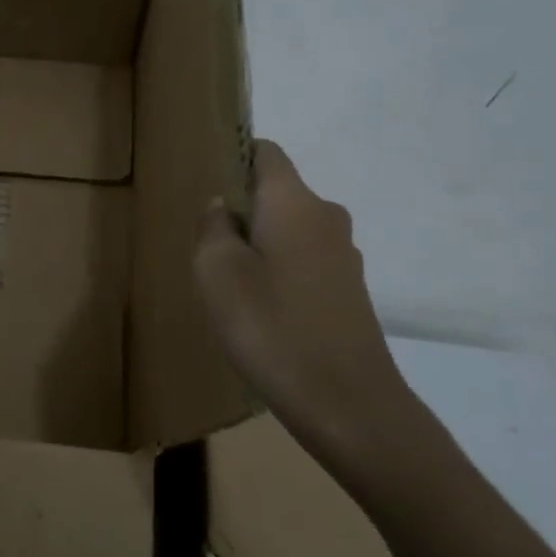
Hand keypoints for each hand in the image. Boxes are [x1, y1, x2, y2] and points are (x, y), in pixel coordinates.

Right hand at [194, 139, 429, 478]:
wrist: (346, 403)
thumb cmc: (271, 326)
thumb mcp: (216, 272)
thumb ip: (213, 228)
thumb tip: (224, 207)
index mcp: (294, 202)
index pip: (266, 152)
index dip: (235, 155)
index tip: (206, 180)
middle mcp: (326, 217)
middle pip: (276, 194)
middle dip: (241, 210)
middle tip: (205, 246)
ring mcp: (343, 256)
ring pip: (289, 231)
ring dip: (259, 245)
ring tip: (228, 283)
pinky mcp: (349, 292)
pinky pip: (304, 262)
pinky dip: (279, 272)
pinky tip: (260, 310)